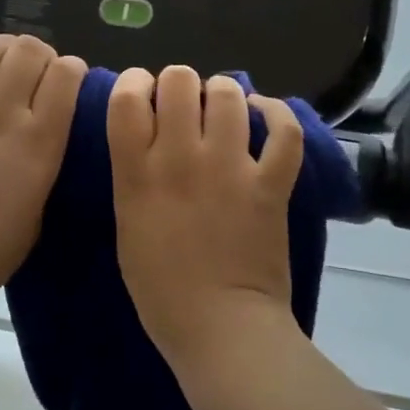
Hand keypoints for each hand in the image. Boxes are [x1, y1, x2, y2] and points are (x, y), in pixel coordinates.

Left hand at [0, 34, 86, 314]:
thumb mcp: (40, 212)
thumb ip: (45, 167)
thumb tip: (44, 140)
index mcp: (39, 142)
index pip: (65, 77)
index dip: (73, 68)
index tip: (71, 77)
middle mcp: (1, 115)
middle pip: (26, 53)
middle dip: (40, 51)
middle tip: (38, 66)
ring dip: (0, 45)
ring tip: (4, 53)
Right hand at [107, 66, 306, 374]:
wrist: (221, 328)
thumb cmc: (161, 289)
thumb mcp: (127, 225)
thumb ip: (133, 175)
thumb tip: (148, 137)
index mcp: (136, 175)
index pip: (126, 98)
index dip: (132, 81)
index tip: (139, 91)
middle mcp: (180, 160)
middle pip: (178, 81)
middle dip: (178, 82)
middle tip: (183, 103)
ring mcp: (229, 168)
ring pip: (227, 95)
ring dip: (222, 93)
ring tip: (223, 108)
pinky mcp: (270, 183)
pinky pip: (283, 130)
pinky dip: (276, 113)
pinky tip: (264, 114)